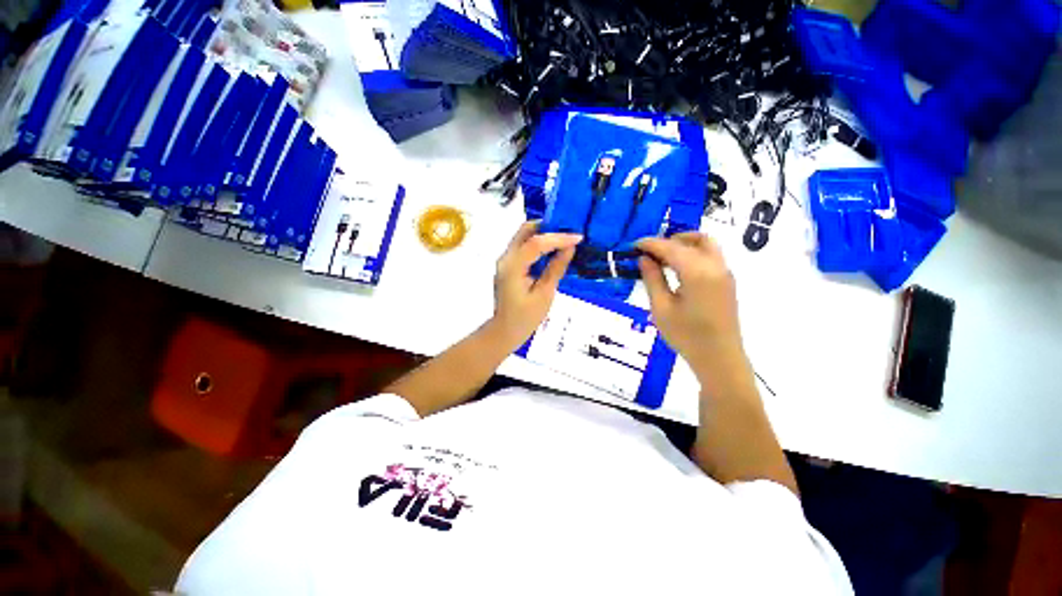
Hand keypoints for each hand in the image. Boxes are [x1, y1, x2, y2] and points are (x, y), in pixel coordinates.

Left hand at [490, 221, 580, 347]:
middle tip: (570, 232)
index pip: (536, 243)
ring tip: (565, 238)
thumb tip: (570, 248)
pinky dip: (539, 243)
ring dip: (544, 233)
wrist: (505, 330)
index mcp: (513, 267)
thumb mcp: (545, 294)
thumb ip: (556, 268)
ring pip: (524, 235)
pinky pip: (524, 245)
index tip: (578, 237)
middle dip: (548, 227)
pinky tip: (553, 249)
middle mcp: (506, 258)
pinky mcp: (509, 264)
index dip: (558, 238)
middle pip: (525, 230)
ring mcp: (505, 260)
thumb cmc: (526, 318)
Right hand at [637, 233, 742, 370]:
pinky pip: (710, 257)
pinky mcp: (726, 282)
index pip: (671, 248)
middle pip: (695, 239)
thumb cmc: (686, 336)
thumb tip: (644, 259)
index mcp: (697, 273)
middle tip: (650, 251)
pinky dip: (693, 253)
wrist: (719, 358)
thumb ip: (652, 279)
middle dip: (670, 240)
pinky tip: (677, 268)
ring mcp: (724, 273)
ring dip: (684, 244)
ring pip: (706, 245)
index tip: (634, 245)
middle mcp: (715, 267)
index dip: (651, 244)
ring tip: (662, 258)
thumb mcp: (661, 308)